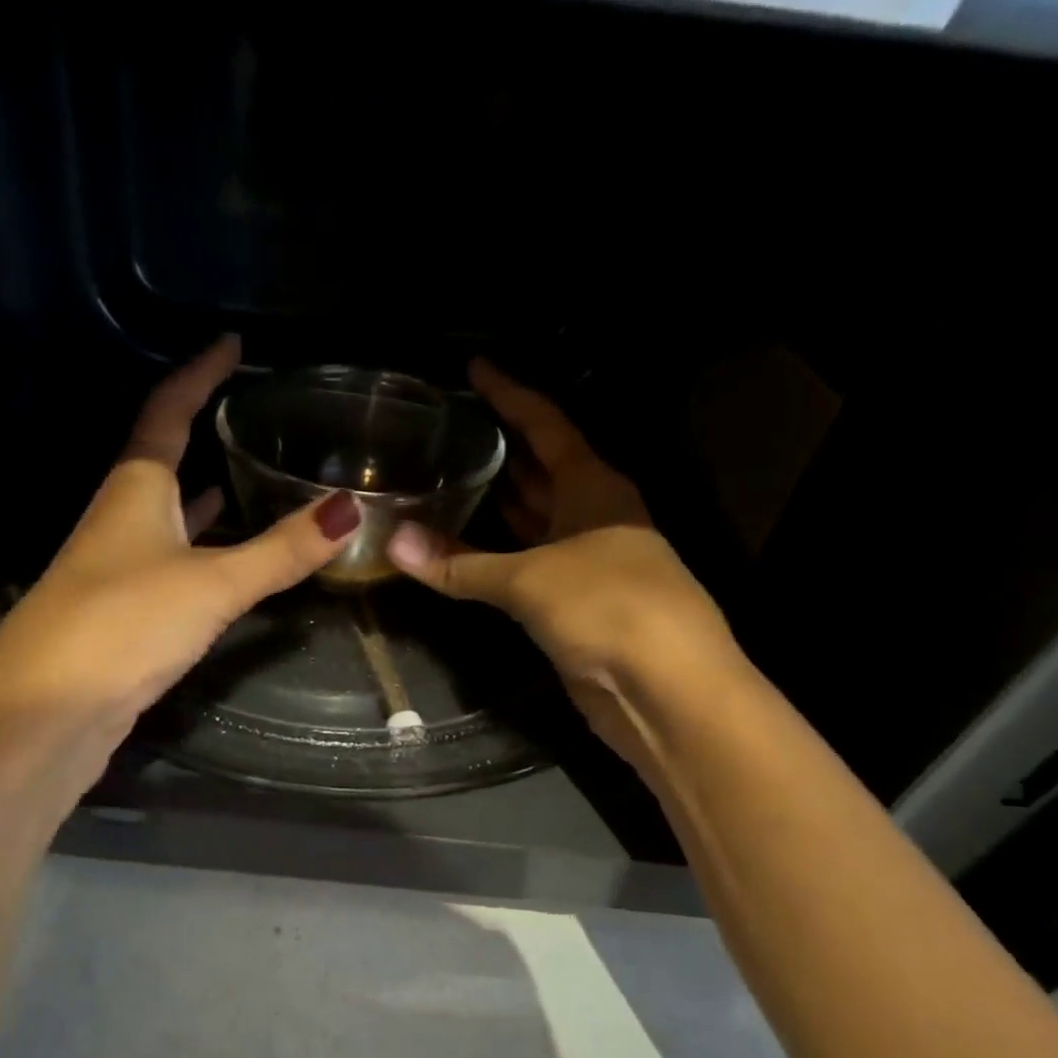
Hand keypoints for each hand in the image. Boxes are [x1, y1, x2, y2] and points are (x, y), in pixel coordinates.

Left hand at [0, 337, 361, 752]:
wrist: (49, 711)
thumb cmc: (126, 625)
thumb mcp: (212, 583)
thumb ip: (280, 551)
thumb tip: (348, 508)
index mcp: (134, 490)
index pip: (166, 413)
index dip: (197, 374)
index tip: (229, 344)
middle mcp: (118, 519)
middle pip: (160, 461)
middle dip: (199, 432)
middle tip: (247, 414)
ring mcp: (114, 567)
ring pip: (165, 516)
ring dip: (200, 496)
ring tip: (244, 475)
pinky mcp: (120, 611)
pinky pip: (168, 561)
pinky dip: (197, 549)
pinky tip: (221, 560)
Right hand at [387, 361, 734, 746]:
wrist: (665, 689)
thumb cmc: (609, 607)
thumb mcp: (530, 579)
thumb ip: (459, 562)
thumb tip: (392, 543)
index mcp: (594, 486)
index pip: (546, 425)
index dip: (509, 395)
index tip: (474, 368)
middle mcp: (592, 515)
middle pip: (541, 469)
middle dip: (500, 448)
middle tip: (447, 429)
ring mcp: (585, 561)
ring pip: (533, 521)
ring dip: (496, 505)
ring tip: (445, 479)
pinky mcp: (574, 604)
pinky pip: (526, 567)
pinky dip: (495, 557)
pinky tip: (463, 550)